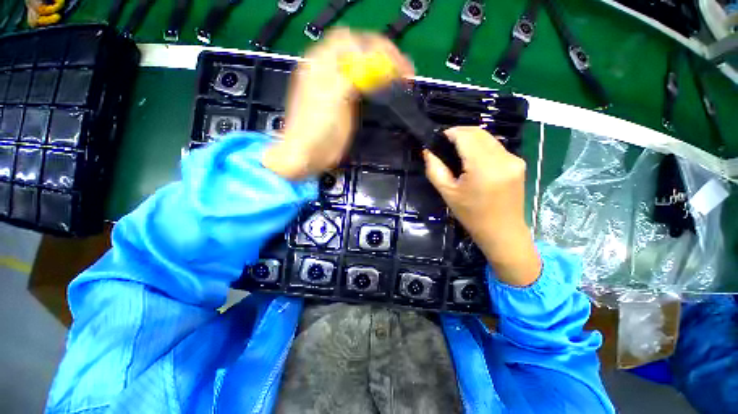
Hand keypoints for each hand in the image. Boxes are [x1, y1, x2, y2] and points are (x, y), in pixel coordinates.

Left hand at [262, 28, 412, 179]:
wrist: (307, 154)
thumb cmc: (316, 129)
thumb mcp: (332, 98)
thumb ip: (351, 76)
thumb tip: (373, 60)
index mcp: (321, 63)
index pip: (353, 42)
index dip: (377, 48)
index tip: (398, 64)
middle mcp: (328, 69)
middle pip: (359, 50)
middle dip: (383, 55)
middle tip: (403, 69)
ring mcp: (336, 85)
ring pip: (362, 65)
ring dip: (381, 67)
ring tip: (400, 76)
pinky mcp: (343, 100)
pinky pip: (361, 82)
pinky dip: (375, 81)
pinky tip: (385, 86)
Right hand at [424, 127, 540, 285]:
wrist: (502, 231)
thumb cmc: (471, 215)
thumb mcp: (447, 193)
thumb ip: (434, 169)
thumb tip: (428, 151)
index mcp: (484, 167)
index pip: (466, 136)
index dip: (450, 133)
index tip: (438, 140)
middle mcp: (503, 158)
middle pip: (479, 132)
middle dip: (460, 133)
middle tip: (445, 145)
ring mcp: (514, 159)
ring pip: (488, 137)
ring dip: (471, 139)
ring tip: (457, 152)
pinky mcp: (519, 162)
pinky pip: (496, 146)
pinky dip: (482, 146)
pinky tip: (473, 159)